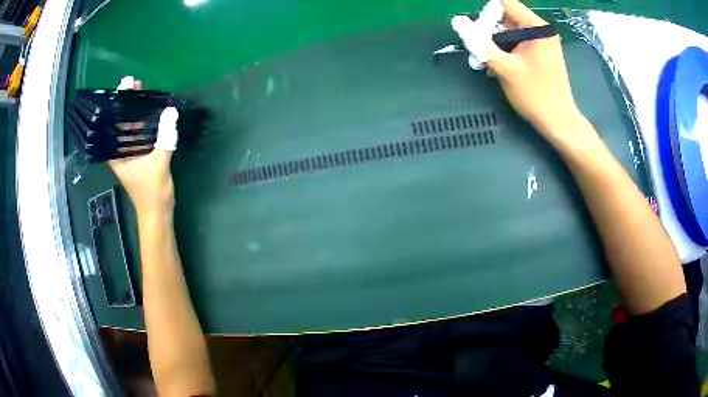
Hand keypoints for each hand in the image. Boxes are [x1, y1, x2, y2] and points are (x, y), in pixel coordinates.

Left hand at [108, 79, 174, 215]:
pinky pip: (140, 134)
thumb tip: (171, 111)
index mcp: (116, 154)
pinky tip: (152, 111)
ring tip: (143, 92)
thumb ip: (164, 137)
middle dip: (127, 103)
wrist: (157, 211)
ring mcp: (129, 153)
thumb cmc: (151, 191)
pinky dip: (145, 122)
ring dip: (136, 111)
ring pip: (130, 127)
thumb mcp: (158, 163)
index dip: (117, 103)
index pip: (113, 123)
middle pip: (120, 122)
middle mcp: (119, 151)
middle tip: (135, 84)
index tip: (124, 86)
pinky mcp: (139, 155)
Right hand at [479, 0, 591, 146]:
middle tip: (478, 49)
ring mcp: (542, 42)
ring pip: (510, 31)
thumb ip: (480, 43)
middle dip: (489, 30)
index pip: (506, 4)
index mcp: (537, 27)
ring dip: (495, 43)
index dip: (487, 13)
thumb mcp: (504, 67)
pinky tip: (498, 66)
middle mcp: (541, 30)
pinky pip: (518, 43)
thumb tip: (458, 22)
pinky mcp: (541, 53)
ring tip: (486, 61)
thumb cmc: (535, 95)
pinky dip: (505, 51)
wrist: (559, 122)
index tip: (476, 30)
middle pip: (507, 17)